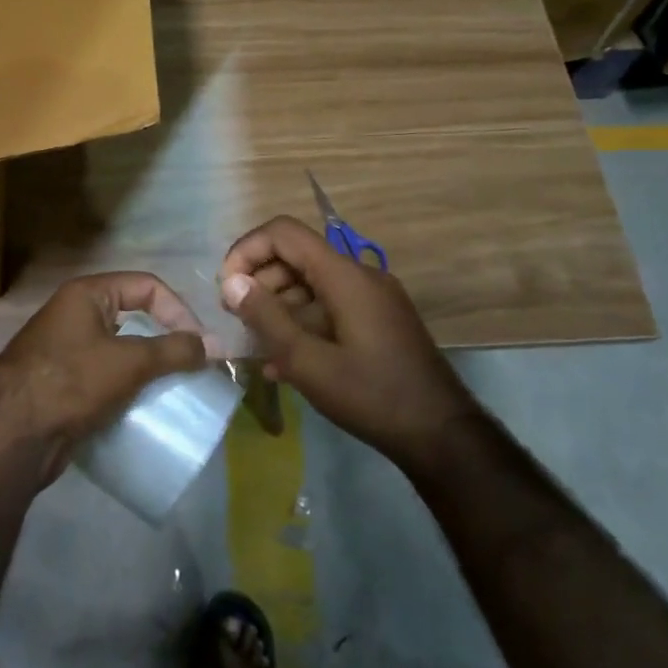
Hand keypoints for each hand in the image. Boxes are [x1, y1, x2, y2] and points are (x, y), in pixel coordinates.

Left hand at [0, 273, 209, 484]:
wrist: (11, 436)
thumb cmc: (71, 383)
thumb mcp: (129, 362)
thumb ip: (174, 350)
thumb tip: (212, 346)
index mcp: (86, 294)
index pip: (146, 286)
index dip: (178, 310)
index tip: (198, 344)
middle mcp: (73, 313)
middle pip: (133, 315)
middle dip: (164, 338)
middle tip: (189, 365)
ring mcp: (64, 348)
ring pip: (119, 348)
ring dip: (147, 365)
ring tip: (171, 387)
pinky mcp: (61, 382)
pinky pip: (104, 374)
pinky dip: (126, 385)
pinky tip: (141, 405)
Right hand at [219, 216, 474, 472]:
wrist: (440, 434)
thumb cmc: (371, 395)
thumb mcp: (308, 362)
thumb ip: (266, 318)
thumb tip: (232, 282)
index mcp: (344, 275)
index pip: (284, 233)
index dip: (247, 250)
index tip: (227, 288)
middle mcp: (360, 275)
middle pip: (297, 257)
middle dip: (260, 282)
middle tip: (237, 321)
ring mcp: (372, 298)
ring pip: (312, 284)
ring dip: (278, 307)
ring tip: (256, 346)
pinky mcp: (378, 321)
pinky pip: (330, 307)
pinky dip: (303, 323)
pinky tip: (284, 362)